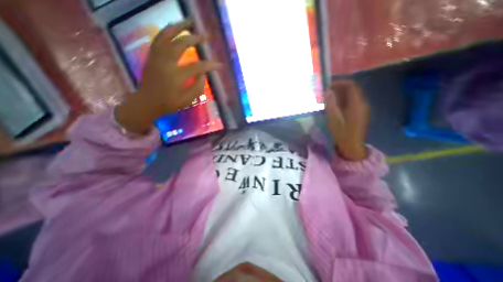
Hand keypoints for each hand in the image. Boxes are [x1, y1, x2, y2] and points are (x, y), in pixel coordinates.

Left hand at [117, 20, 221, 134]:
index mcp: (176, 76)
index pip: (196, 67)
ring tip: (189, 22)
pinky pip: (158, 38)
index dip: (209, 65)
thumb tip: (203, 74)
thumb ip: (197, 87)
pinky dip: (167, 30)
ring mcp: (156, 57)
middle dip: (195, 39)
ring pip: (166, 36)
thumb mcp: (187, 100)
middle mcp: (165, 63)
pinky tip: (174, 28)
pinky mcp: (152, 55)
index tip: (219, 65)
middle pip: (181, 44)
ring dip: (179, 27)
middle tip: (205, 36)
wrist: (147, 102)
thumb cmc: (169, 103)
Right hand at [327, 80, 367, 161]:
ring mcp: (362, 109)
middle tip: (326, 93)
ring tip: (328, 100)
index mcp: (356, 104)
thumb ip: (331, 104)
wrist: (352, 146)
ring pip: (351, 96)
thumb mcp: (333, 118)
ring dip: (340, 95)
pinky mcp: (359, 113)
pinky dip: (343, 101)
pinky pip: (351, 102)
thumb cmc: (342, 133)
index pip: (351, 86)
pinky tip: (334, 107)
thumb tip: (328, 91)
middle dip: (339, 89)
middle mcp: (361, 104)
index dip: (340, 83)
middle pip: (352, 90)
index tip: (328, 86)